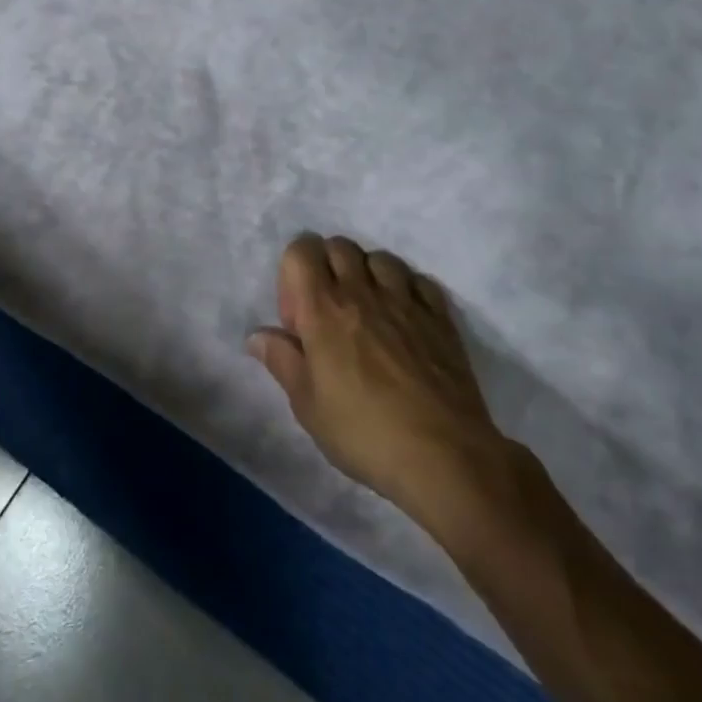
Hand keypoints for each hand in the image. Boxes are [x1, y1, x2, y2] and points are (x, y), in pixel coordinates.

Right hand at [248, 235, 515, 522]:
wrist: (443, 456)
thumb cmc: (364, 433)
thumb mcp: (308, 406)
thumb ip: (282, 361)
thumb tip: (257, 335)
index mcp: (323, 309)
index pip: (301, 250)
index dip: (292, 274)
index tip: (299, 320)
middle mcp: (362, 292)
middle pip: (339, 246)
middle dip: (327, 268)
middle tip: (329, 314)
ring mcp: (405, 300)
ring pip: (379, 257)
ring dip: (367, 275)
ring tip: (369, 313)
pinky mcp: (440, 316)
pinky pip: (418, 280)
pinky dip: (406, 289)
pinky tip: (405, 319)